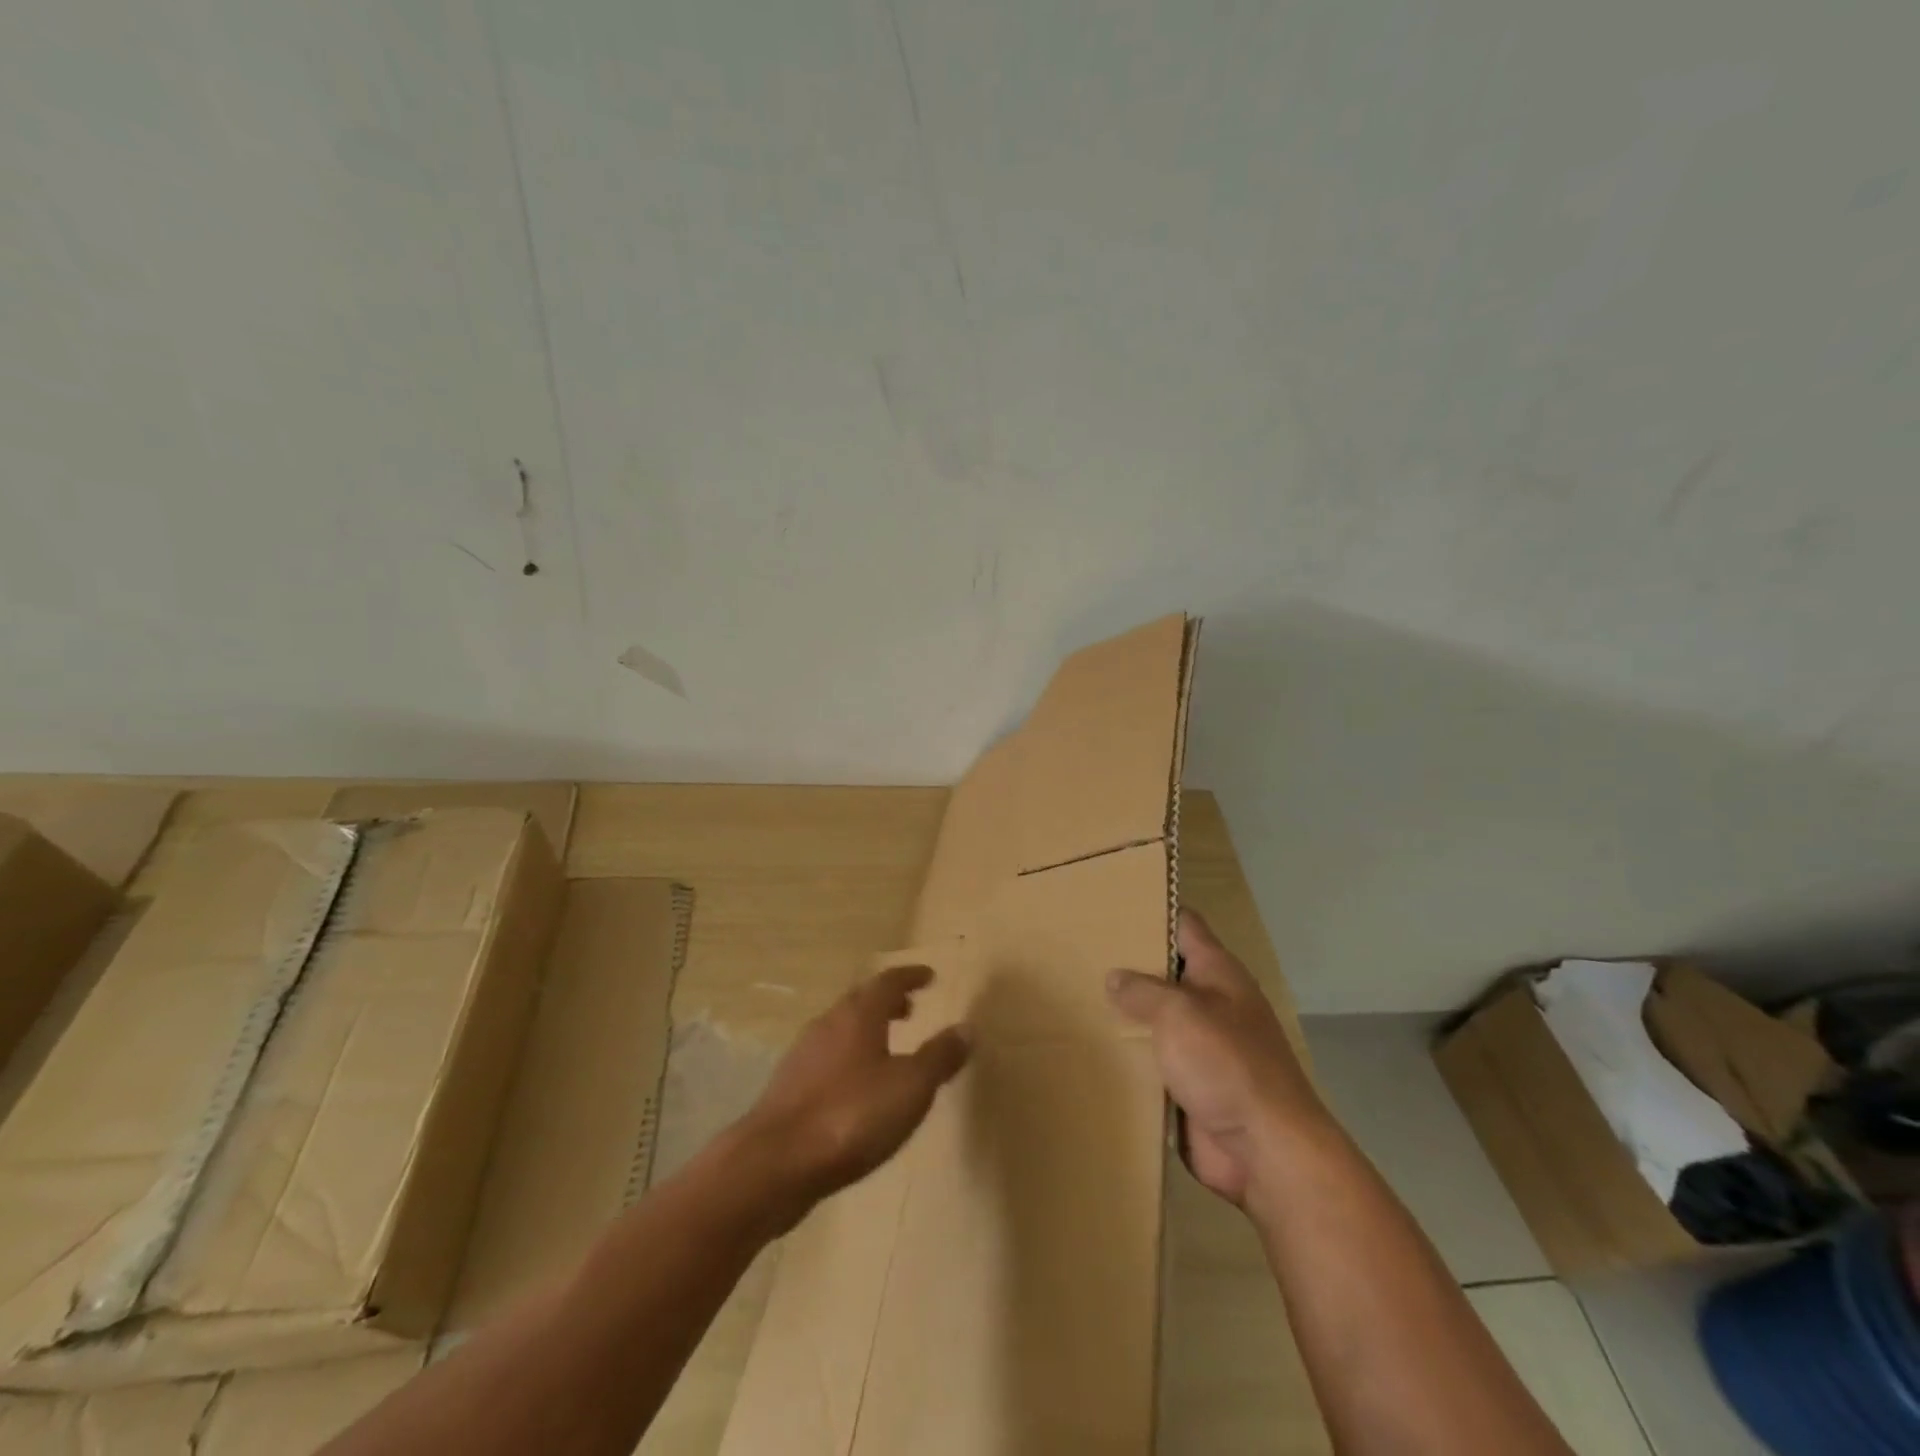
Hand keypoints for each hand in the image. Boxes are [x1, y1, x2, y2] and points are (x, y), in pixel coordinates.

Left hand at [737, 965, 968, 1222]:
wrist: (775, 1163)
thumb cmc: (851, 1116)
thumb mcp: (910, 1088)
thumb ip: (939, 1057)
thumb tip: (967, 1028)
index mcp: (858, 1016)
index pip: (887, 982)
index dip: (910, 977)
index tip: (929, 976)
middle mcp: (828, 1025)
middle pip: (860, 1001)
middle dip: (887, 1001)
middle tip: (910, 1009)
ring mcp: (803, 1055)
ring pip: (841, 1029)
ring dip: (866, 1030)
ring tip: (887, 1048)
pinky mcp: (788, 1088)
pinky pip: (826, 1058)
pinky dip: (848, 1058)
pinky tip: (855, 1087)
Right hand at [1107, 909, 1323, 1208]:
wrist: (1265, 1151)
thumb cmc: (1227, 1065)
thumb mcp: (1181, 1013)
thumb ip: (1143, 990)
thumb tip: (1114, 977)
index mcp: (1218, 974)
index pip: (1184, 925)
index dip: (1153, 910)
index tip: (1111, 903)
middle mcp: (1210, 1004)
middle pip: (1164, 972)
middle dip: (1126, 964)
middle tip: (1077, 950)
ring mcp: (1200, 1046)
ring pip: (1154, 1018)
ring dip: (1123, 1013)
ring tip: (1072, 994)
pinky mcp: (1188, 1085)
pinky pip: (1151, 1061)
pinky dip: (1127, 1055)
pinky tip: (1089, 1046)